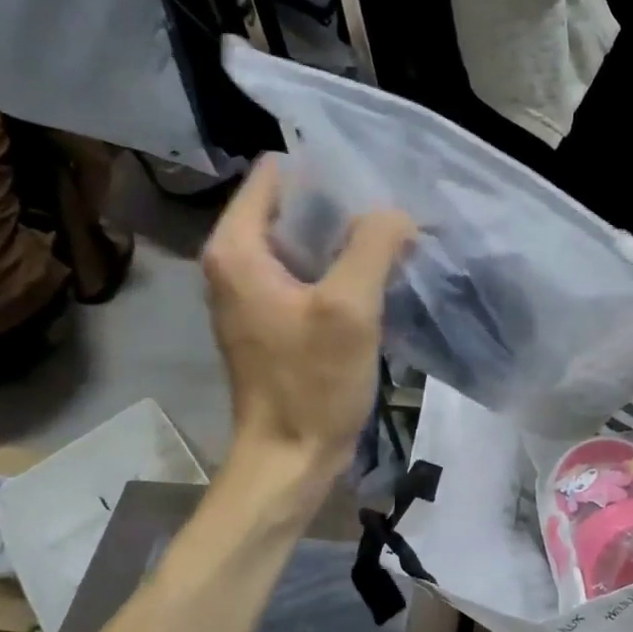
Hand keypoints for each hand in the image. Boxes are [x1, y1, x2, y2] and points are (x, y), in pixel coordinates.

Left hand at [201, 154, 415, 487]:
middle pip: (292, 206)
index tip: (374, 184)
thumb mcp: (349, 309)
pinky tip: (379, 279)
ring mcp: (256, 293)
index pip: (276, 174)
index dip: (325, 172)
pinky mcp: (276, 319)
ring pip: (305, 242)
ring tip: (395, 241)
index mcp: (238, 248)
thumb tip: (396, 213)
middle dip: (343, 205)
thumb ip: (372, 246)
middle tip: (395, 213)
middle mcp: (236, 262)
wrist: (290, 459)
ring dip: (347, 240)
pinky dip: (342, 270)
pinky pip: (310, 275)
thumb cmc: (312, 384)